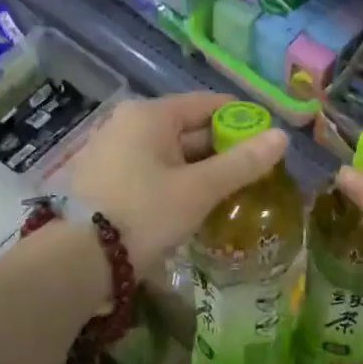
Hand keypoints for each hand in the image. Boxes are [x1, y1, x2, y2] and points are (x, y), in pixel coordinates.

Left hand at [64, 93, 288, 262]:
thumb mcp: (199, 189)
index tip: (267, 141)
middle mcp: (127, 124)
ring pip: (171, 153)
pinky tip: (195, 204)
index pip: (207, 103)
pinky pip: (152, 171)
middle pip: (188, 128)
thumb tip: (282, 137)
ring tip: (232, 191)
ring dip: (201, 169)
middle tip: (255, 172)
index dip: (242, 119)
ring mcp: (112, 152)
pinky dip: (177, 181)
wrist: (80, 260)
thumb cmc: (145, 214)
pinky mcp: (105, 180)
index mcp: (150, 115)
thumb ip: (242, 163)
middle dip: (223, 148)